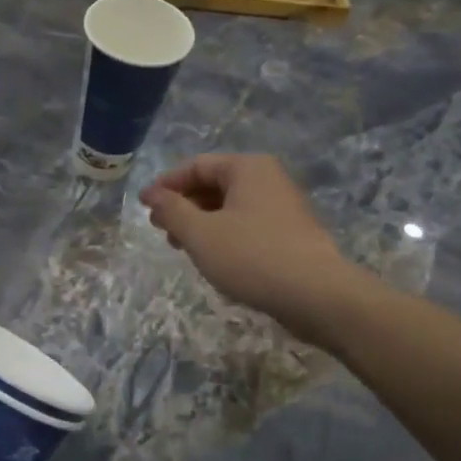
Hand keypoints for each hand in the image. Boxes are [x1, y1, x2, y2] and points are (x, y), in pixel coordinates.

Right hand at [141, 153, 350, 326]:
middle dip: (183, 205)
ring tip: (181, 247)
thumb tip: (153, 195)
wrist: (316, 295)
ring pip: (229, 207)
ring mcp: (282, 206)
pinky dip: (222, 234)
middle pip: (213, 184)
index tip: (144, 207)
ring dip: (200, 222)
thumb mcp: (200, 233)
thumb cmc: (252, 256)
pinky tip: (213, 258)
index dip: (166, 185)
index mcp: (247, 168)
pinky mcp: (289, 234)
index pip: (196, 166)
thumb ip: (172, 210)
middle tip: (161, 230)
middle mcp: (267, 179)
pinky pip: (246, 224)